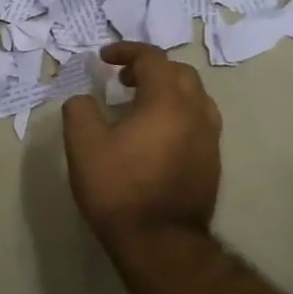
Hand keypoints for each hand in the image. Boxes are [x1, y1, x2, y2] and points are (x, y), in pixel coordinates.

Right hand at [62, 43, 221, 250]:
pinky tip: (157, 136)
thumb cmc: (118, 188)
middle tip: (123, 80)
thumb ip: (80, 110)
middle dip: (150, 69)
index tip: (104, 58)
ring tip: (142, 106)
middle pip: (180, 73)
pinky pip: (199, 123)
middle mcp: (196, 113)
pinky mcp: (212, 163)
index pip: (152, 58)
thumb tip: (83, 99)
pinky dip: (179, 114)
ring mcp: (209, 139)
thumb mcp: (83, 145)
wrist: (159, 242)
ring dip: (169, 91)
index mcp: (167, 101)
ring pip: (196, 98)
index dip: (126, 51)